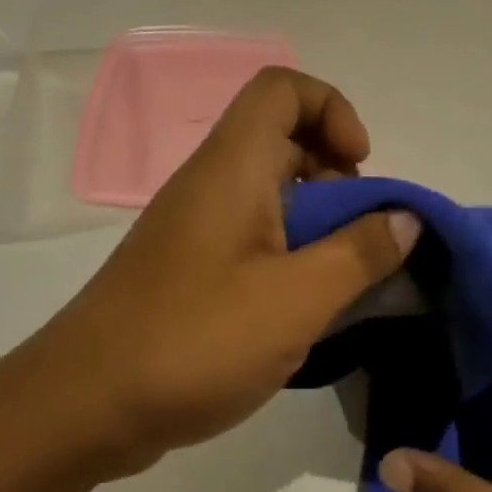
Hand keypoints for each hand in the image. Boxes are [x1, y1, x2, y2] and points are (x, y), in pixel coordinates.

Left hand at [27, 67, 420, 479]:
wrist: (85, 403)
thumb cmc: (194, 339)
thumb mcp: (296, 300)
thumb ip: (359, 254)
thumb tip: (406, 218)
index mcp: (233, 166)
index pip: (282, 88)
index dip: (331, 108)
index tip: (358, 166)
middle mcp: (211, 180)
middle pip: (281, 136)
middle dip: (335, 170)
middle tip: (360, 231)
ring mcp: (196, 223)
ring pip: (269, 188)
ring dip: (316, 217)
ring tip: (341, 275)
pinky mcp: (189, 264)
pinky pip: (251, 231)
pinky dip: (288, 249)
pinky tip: (303, 306)